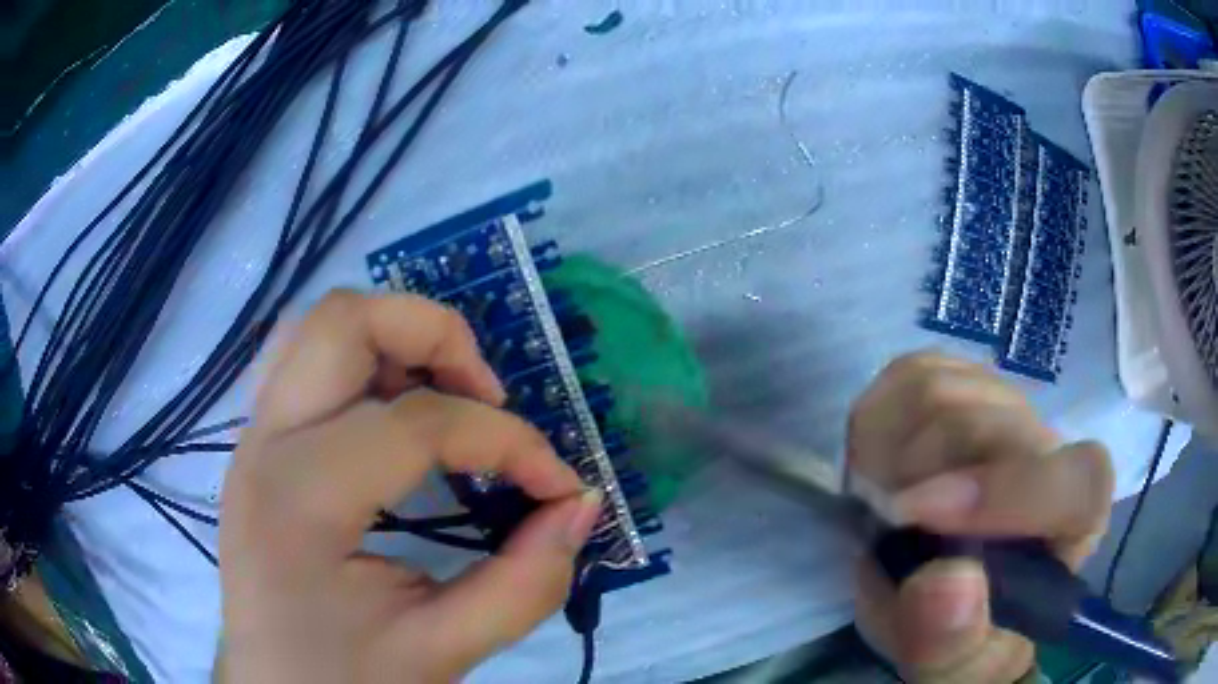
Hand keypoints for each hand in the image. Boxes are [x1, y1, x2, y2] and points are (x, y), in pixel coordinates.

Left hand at [218, 291, 602, 682]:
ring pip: (320, 327)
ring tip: (445, 398)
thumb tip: (582, 506)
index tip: (559, 486)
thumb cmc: (348, 681)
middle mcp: (265, 444)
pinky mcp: (259, 445)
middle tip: (487, 397)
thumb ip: (527, 582)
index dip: (510, 443)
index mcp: (301, 500)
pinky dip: (364, 364)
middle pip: (345, 320)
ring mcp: (254, 436)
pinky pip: (308, 362)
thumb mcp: (445, 651)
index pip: (419, 424)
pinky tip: (395, 417)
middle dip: (436, 335)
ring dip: (395, 341)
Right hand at [849, 353, 1113, 683]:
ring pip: (943, 391)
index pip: (1076, 481)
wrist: (944, 591)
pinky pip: (910, 374)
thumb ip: (951, 641)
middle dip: (914, 477)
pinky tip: (881, 466)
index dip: (1009, 491)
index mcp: (1075, 517)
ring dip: (888, 454)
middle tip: (881, 524)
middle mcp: (1050, 446)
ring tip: (882, 503)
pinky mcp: (960, 381)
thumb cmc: (962, 632)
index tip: (919, 520)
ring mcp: (1005, 404)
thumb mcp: (951, 665)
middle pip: (989, 423)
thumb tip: (946, 583)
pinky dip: (878, 424)